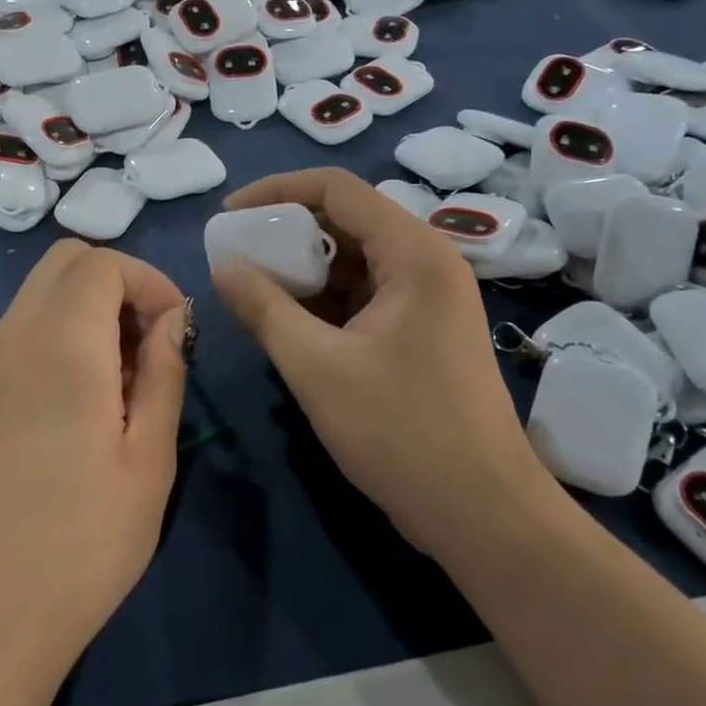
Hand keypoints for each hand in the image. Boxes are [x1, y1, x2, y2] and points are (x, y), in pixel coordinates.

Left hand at [0, 241, 187, 689]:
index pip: (102, 262)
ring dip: (89, 306)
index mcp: (62, 344)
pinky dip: (61, 330)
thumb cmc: (84, 542)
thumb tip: (171, 320)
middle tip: (149, 343)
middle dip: (118, 281)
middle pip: (65, 260)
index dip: (148, 280)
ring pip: (41, 290)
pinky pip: (24, 326)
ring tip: (123, 376)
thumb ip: (164, 373)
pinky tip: (84, 397)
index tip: (175, 331)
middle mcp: (16, 337)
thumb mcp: (149, 459)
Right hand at [210, 169, 544, 555]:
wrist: (484, 516)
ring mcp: (424, 298)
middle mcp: (424, 262)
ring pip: (350, 260)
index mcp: (412, 253)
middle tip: (235, 255)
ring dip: (300, 269)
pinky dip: (320, 301)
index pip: (336, 189)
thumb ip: (263, 308)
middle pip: (344, 220)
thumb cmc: (403, 433)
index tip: (229, 216)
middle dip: (285, 233)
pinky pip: (360, 295)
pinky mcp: (418, 331)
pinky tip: (284, 321)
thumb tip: (221, 266)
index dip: (276, 191)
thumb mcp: (317, 367)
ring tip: (251, 289)